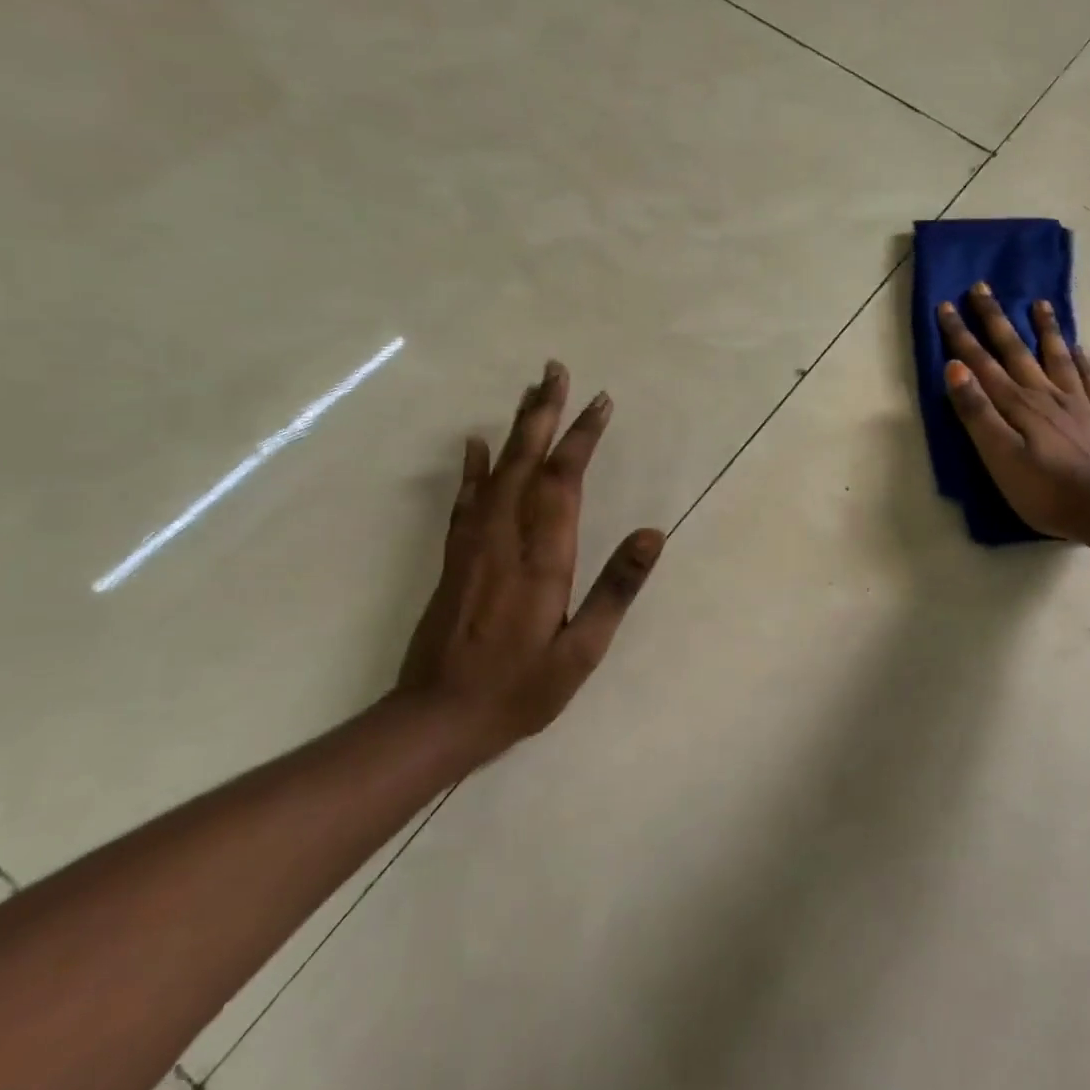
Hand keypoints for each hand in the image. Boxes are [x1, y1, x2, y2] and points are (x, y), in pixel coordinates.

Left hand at [395, 361, 663, 768]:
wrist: (435, 720)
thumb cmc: (520, 688)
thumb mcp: (582, 651)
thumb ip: (616, 590)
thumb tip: (653, 534)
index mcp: (542, 558)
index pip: (565, 481)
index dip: (582, 436)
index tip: (600, 401)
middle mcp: (505, 539)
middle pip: (527, 462)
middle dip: (544, 412)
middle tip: (555, 370)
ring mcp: (474, 545)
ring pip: (497, 471)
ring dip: (515, 428)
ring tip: (530, 391)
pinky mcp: (454, 557)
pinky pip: (466, 500)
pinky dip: (473, 467)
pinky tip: (475, 443)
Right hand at [939, 283, 1089, 542]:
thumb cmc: (1045, 489)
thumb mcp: (999, 455)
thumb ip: (977, 412)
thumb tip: (954, 367)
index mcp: (1016, 404)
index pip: (981, 363)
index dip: (961, 335)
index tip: (947, 305)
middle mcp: (1044, 394)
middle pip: (1016, 350)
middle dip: (995, 319)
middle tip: (982, 287)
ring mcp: (1076, 403)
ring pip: (1056, 356)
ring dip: (1045, 329)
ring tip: (1039, 303)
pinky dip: (1083, 361)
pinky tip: (1081, 348)